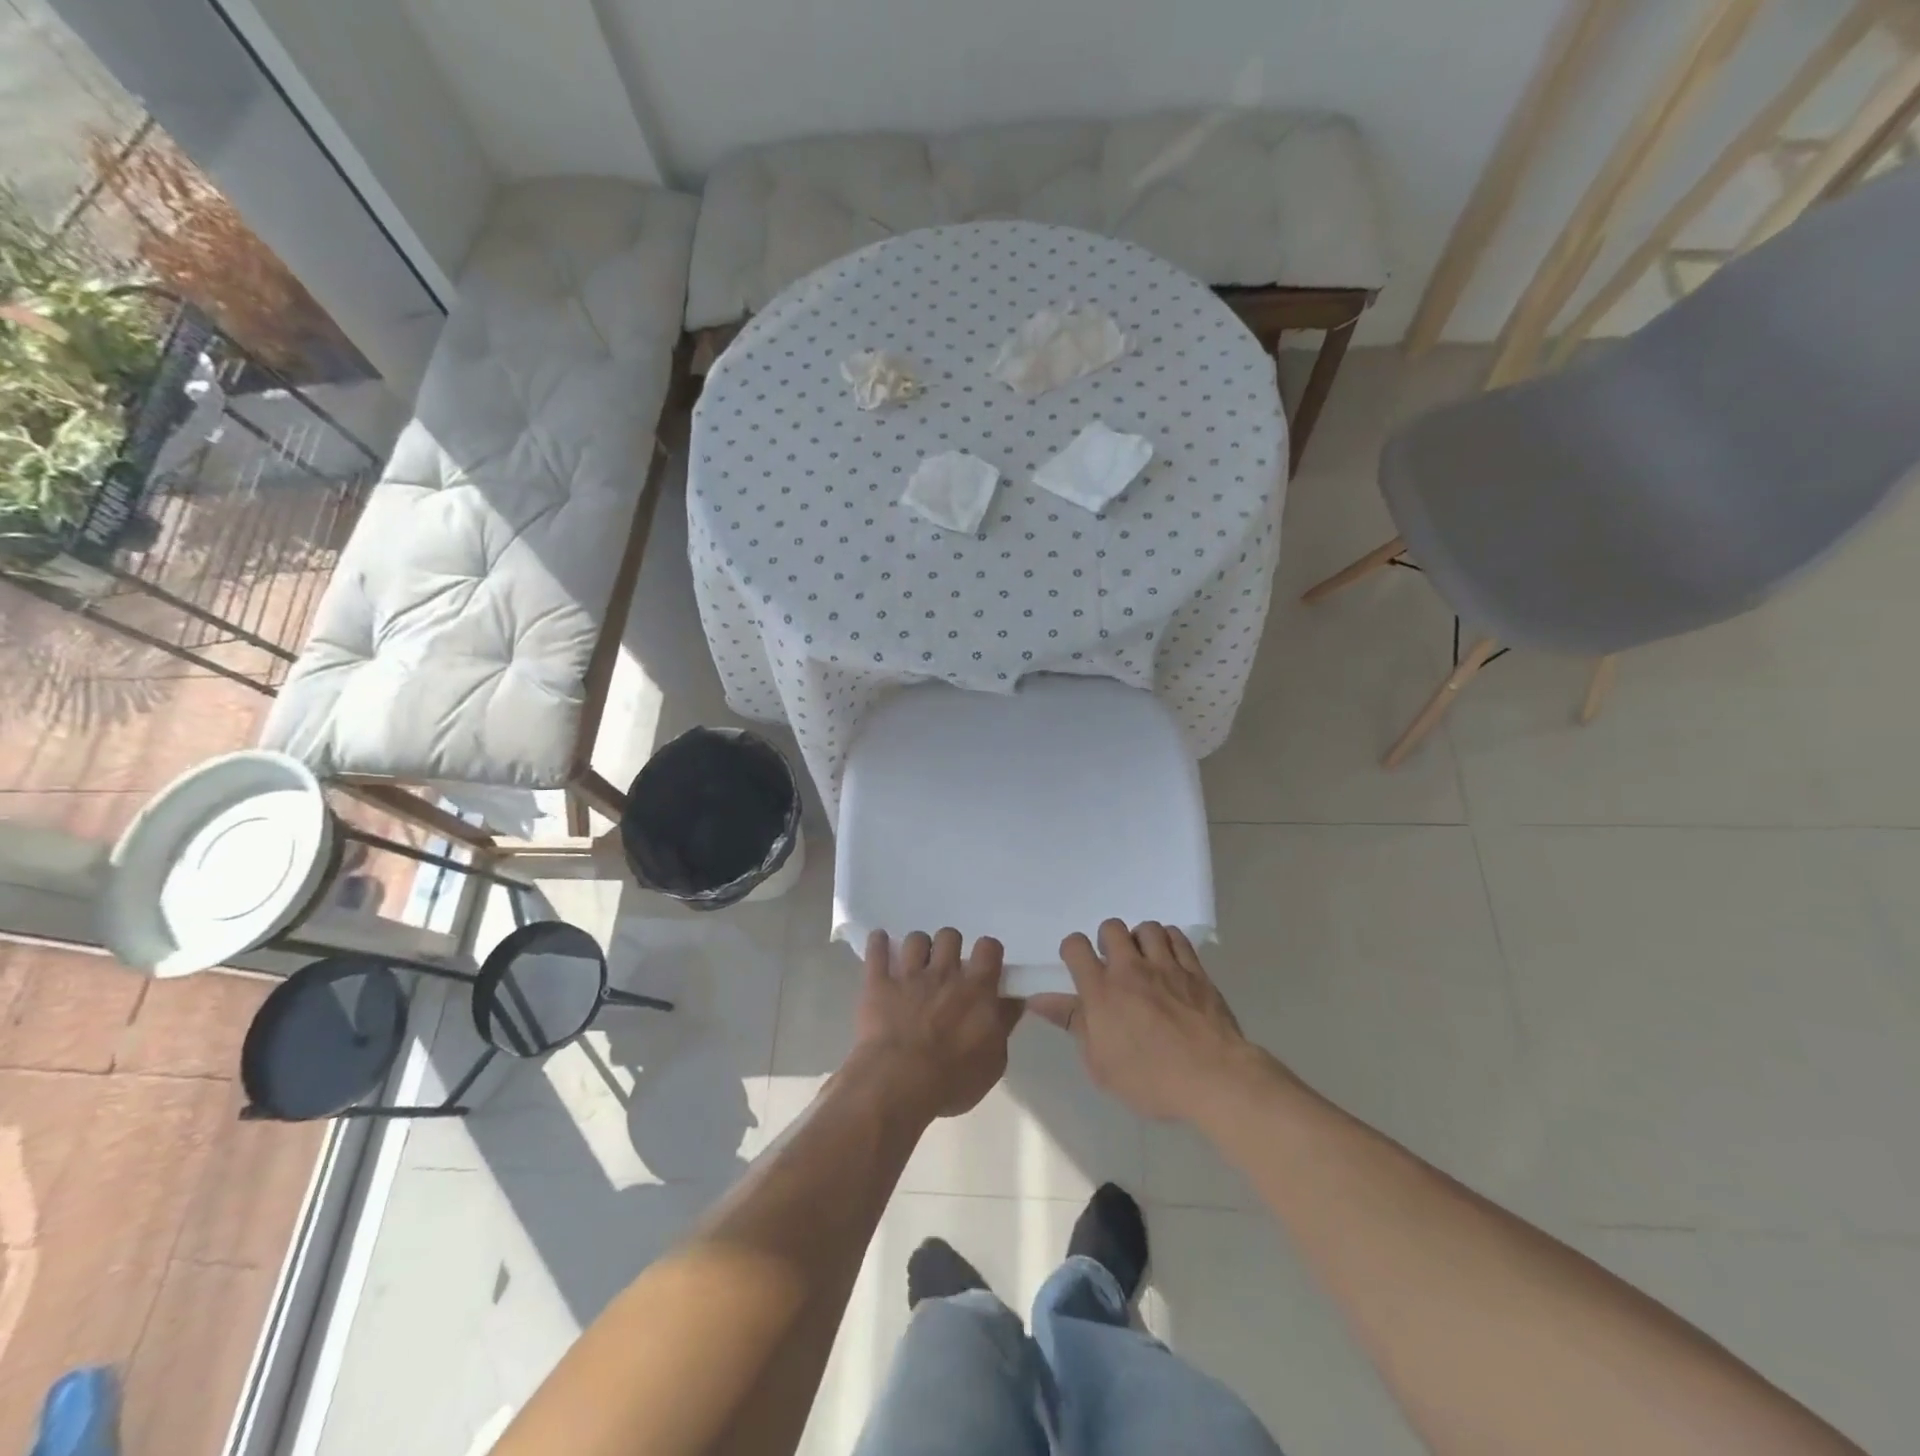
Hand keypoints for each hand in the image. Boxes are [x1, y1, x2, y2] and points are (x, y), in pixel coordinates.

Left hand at [852, 928, 1021, 1119]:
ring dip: (918, 947)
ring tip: (915, 962)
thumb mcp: (993, 1062)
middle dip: (949, 947)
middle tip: (946, 967)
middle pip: (950, 936)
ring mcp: (909, 975)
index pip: (989, 947)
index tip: (984, 965)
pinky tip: (880, 940)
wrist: (898, 1084)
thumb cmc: (952, 1080)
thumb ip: (1003, 1025)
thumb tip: (1013, 1001)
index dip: (987, 952)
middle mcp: (944, 973)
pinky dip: (878, 942)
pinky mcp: (878, 983)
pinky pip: (876, 950)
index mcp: (976, 989)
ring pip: (916, 939)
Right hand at [1031, 919, 1270, 1122]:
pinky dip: (1169, 942)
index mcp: (1101, 990)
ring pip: (1146, 927)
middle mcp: (1130, 969)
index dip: (1072, 950)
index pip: (1075, 946)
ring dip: (1140, 939)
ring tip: (1144, 961)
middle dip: (1107, 941)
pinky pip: (1177, 937)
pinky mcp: (1195, 970)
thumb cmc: (1150, 1079)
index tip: (1077, 966)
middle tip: (1113, 966)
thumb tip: (1039, 1000)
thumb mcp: (1100, 1063)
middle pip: (1111, 927)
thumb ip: (1072, 1024)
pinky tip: (1170, 961)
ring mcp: (1166, 965)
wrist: (1214, 1079)